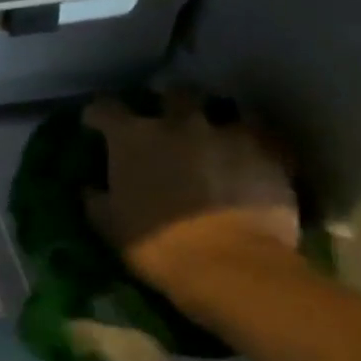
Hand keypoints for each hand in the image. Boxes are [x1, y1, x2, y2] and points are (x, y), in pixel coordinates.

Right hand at [83, 94, 299, 287]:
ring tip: (215, 139)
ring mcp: (229, 134)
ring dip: (216, 122)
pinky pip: (262, 138)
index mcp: (133, 138)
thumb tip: (91, 189)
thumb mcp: (110, 226)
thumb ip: (97, 199)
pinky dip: (254, 145)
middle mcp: (180, 123)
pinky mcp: (270, 153)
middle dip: (167, 104)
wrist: (230, 266)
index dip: (98, 115)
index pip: (105, 109)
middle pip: (173, 94)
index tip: (95, 124)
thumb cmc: (157, 245)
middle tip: (166, 123)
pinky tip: (250, 160)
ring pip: (226, 110)